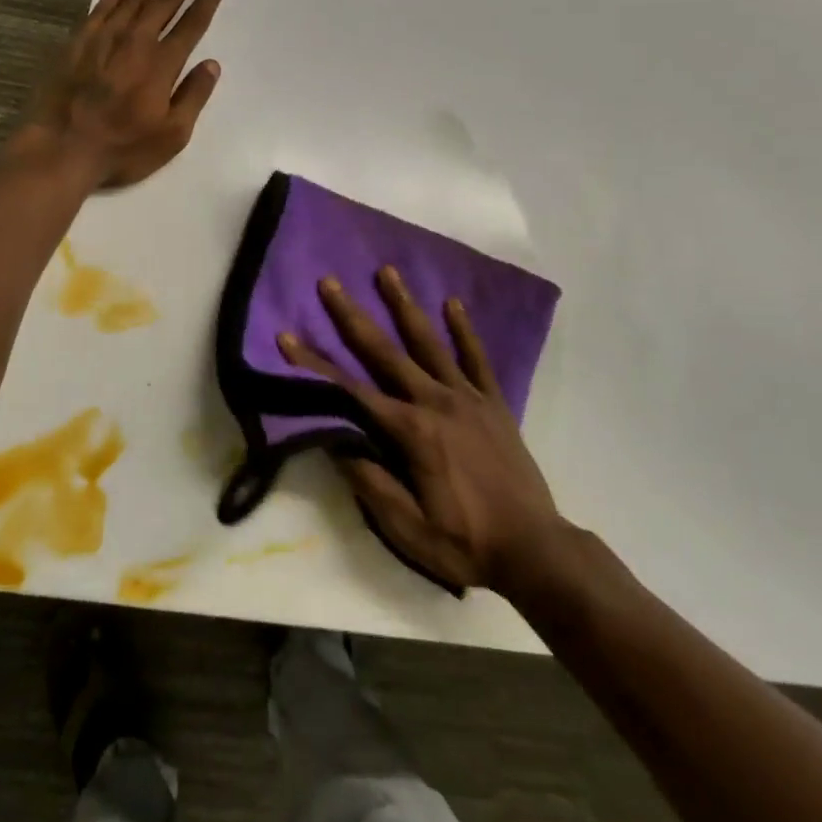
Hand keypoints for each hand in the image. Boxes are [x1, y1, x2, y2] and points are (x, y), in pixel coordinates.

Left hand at [23, 0, 223, 189]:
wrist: (62, 148)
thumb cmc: (123, 148)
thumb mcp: (172, 135)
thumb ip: (194, 96)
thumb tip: (211, 64)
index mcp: (162, 65)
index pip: (190, 26)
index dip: (205, 3)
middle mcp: (135, 42)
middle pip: (163, 3)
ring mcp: (104, 39)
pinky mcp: (78, 42)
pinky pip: (102, 7)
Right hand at [276, 267, 564, 592]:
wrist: (535, 550)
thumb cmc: (465, 544)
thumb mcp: (408, 529)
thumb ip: (371, 484)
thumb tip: (335, 442)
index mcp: (410, 432)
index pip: (350, 392)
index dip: (314, 365)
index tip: (286, 337)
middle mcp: (435, 402)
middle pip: (385, 352)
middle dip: (352, 317)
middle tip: (330, 282)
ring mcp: (467, 398)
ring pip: (429, 343)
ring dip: (404, 305)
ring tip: (387, 271)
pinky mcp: (493, 403)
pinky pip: (477, 358)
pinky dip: (464, 330)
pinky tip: (453, 303)